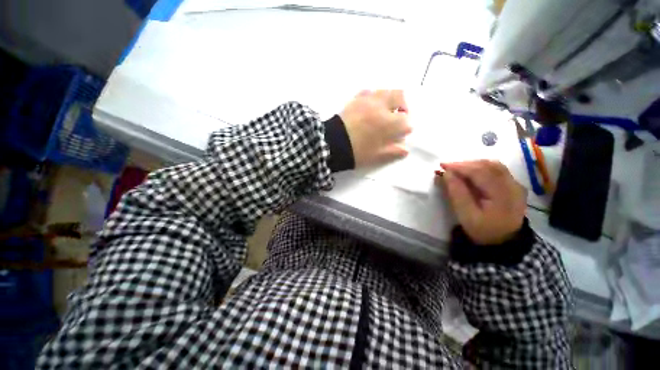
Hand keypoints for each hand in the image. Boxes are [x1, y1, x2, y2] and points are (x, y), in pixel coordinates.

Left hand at [340, 90, 411, 167]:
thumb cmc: (356, 152)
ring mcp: (368, 100)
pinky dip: (374, 97)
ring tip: (385, 110)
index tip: (400, 135)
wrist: (332, 144)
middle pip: (400, 96)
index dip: (405, 128)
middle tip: (398, 116)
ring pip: (385, 91)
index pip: (406, 121)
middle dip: (403, 106)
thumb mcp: (376, 157)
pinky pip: (369, 91)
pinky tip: (370, 106)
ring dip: (390, 99)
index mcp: (388, 123)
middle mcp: (381, 106)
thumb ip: (393, 152)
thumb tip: (405, 149)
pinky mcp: (355, 99)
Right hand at [441, 160, 526, 244]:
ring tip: (457, 169)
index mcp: (503, 195)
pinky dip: (481, 168)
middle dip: (465, 164)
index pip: (481, 173)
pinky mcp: (513, 185)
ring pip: (494, 165)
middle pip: (489, 165)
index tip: (442, 165)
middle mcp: (513, 186)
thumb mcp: (466, 215)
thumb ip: (457, 193)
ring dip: (473, 164)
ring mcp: (516, 185)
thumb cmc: (482, 230)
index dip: (460, 167)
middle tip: (447, 167)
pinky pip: (497, 170)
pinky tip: (470, 173)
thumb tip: (447, 173)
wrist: (502, 242)